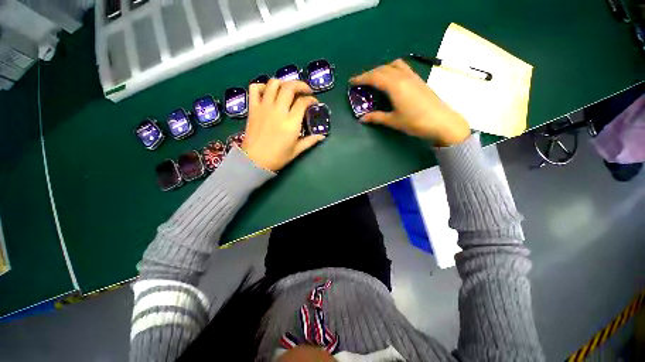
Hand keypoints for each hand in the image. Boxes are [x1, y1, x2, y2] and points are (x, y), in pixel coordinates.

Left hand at [242, 79, 325, 171]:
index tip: (314, 102)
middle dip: (300, 85)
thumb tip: (322, 136)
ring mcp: (264, 107)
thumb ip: (310, 141)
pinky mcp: (253, 108)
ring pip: (273, 84)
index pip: (303, 102)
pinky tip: (268, 91)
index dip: (311, 99)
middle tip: (305, 90)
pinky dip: (262, 86)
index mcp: (291, 122)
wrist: (254, 161)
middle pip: (289, 87)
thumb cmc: (277, 157)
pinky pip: (254, 89)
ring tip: (288, 89)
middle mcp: (278, 110)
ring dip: (283, 82)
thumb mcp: (296, 151)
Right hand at [350, 59, 470, 146]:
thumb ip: (376, 117)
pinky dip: (392, 69)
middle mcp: (403, 76)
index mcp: (395, 86)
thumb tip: (362, 119)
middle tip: (361, 82)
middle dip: (369, 73)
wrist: (442, 121)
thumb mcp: (393, 121)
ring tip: (375, 79)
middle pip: (383, 68)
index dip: (362, 78)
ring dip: (382, 69)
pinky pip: (402, 68)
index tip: (352, 81)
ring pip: (394, 65)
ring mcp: (413, 76)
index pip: (375, 77)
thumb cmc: (415, 122)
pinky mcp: (419, 79)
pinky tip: (391, 79)